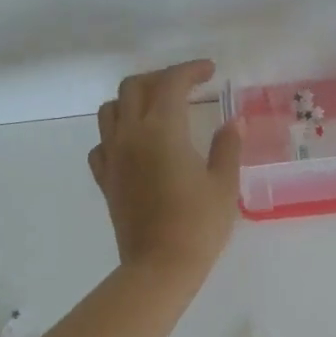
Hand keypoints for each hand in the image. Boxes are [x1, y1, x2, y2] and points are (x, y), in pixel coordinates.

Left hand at [89, 60, 241, 279]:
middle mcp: (130, 135)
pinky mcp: (105, 179)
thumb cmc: (198, 225)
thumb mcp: (223, 184)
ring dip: (132, 100)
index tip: (210, 71)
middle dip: (159, 78)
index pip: (171, 82)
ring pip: (110, 110)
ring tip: (156, 109)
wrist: (159, 267)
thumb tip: (234, 122)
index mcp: (162, 130)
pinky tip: (134, 145)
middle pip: (133, 87)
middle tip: (184, 86)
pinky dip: (115, 134)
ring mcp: (113, 157)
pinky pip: (101, 144)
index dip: (191, 70)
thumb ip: (228, 147)